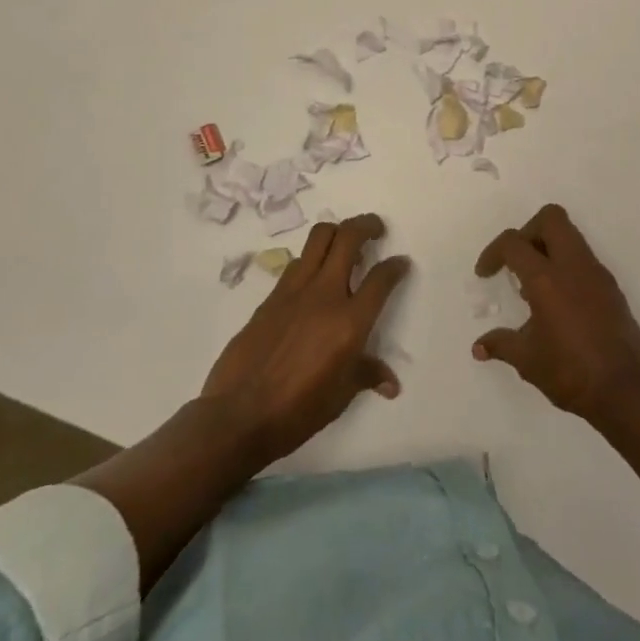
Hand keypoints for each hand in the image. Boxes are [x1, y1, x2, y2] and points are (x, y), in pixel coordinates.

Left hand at [201, 214, 410, 465]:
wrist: (238, 415)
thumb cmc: (298, 410)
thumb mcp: (341, 395)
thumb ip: (367, 375)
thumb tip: (390, 384)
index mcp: (350, 321)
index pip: (381, 278)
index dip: (395, 266)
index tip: (401, 263)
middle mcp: (325, 295)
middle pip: (348, 238)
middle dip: (367, 225)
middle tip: (376, 229)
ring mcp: (294, 291)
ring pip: (319, 238)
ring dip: (336, 233)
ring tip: (345, 245)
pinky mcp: (270, 297)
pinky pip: (296, 263)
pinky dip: (311, 259)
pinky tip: (313, 278)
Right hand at [471, 204, 639, 426]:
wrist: (627, 391)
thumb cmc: (571, 372)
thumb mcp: (528, 360)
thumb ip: (501, 344)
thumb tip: (478, 347)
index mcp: (547, 279)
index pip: (514, 243)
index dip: (493, 252)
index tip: (485, 275)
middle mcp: (574, 266)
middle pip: (550, 218)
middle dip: (527, 232)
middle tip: (516, 262)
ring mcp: (597, 274)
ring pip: (571, 236)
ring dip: (548, 249)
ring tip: (534, 288)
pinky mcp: (612, 288)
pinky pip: (584, 260)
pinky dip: (566, 267)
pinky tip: (558, 303)